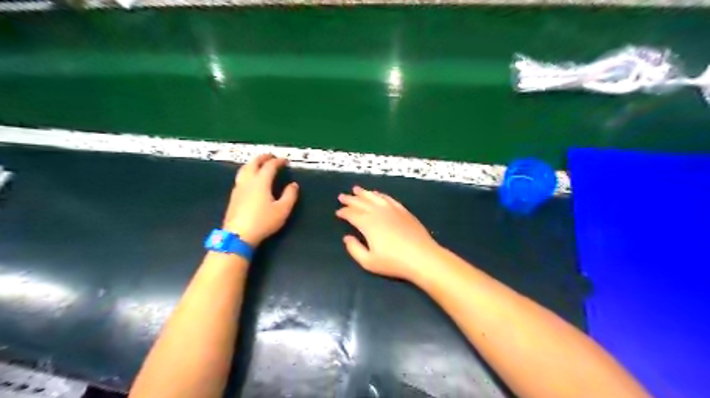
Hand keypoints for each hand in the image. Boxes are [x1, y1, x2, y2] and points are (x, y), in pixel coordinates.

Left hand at [223, 155, 296, 246]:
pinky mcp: (233, 196)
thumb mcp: (282, 210)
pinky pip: (240, 178)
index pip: (269, 166)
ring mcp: (238, 188)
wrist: (238, 235)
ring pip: (244, 169)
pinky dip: (247, 172)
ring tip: (259, 164)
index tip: (285, 161)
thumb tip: (293, 185)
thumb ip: (290, 196)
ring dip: (252, 163)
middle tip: (270, 156)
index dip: (278, 161)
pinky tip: (249, 179)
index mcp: (261, 182)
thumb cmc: (263, 221)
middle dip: (262, 158)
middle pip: (253, 163)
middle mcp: (248, 181)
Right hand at [336, 186, 438, 280]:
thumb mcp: (369, 262)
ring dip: (364, 193)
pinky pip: (388, 199)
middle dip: (350, 199)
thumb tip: (347, 238)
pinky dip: (380, 195)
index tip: (338, 212)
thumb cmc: (394, 262)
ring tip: (356, 189)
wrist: (422, 257)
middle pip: (361, 202)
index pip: (352, 214)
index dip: (344, 212)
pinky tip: (377, 194)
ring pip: (374, 197)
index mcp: (367, 223)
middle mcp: (378, 212)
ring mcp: (392, 209)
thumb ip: (354, 249)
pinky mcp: (403, 210)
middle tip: (342, 196)